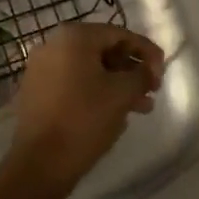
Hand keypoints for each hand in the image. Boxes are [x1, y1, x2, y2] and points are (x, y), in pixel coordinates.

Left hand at [12, 22, 164, 186]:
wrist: (39, 163)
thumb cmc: (84, 119)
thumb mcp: (122, 94)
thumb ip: (141, 75)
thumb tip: (148, 69)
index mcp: (73, 36)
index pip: (119, 34)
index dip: (146, 52)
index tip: (162, 72)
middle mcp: (53, 44)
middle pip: (103, 50)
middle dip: (131, 70)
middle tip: (152, 90)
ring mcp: (41, 67)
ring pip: (89, 69)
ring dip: (117, 84)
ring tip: (141, 108)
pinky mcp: (36, 90)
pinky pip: (73, 83)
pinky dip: (95, 92)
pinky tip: (114, 113)